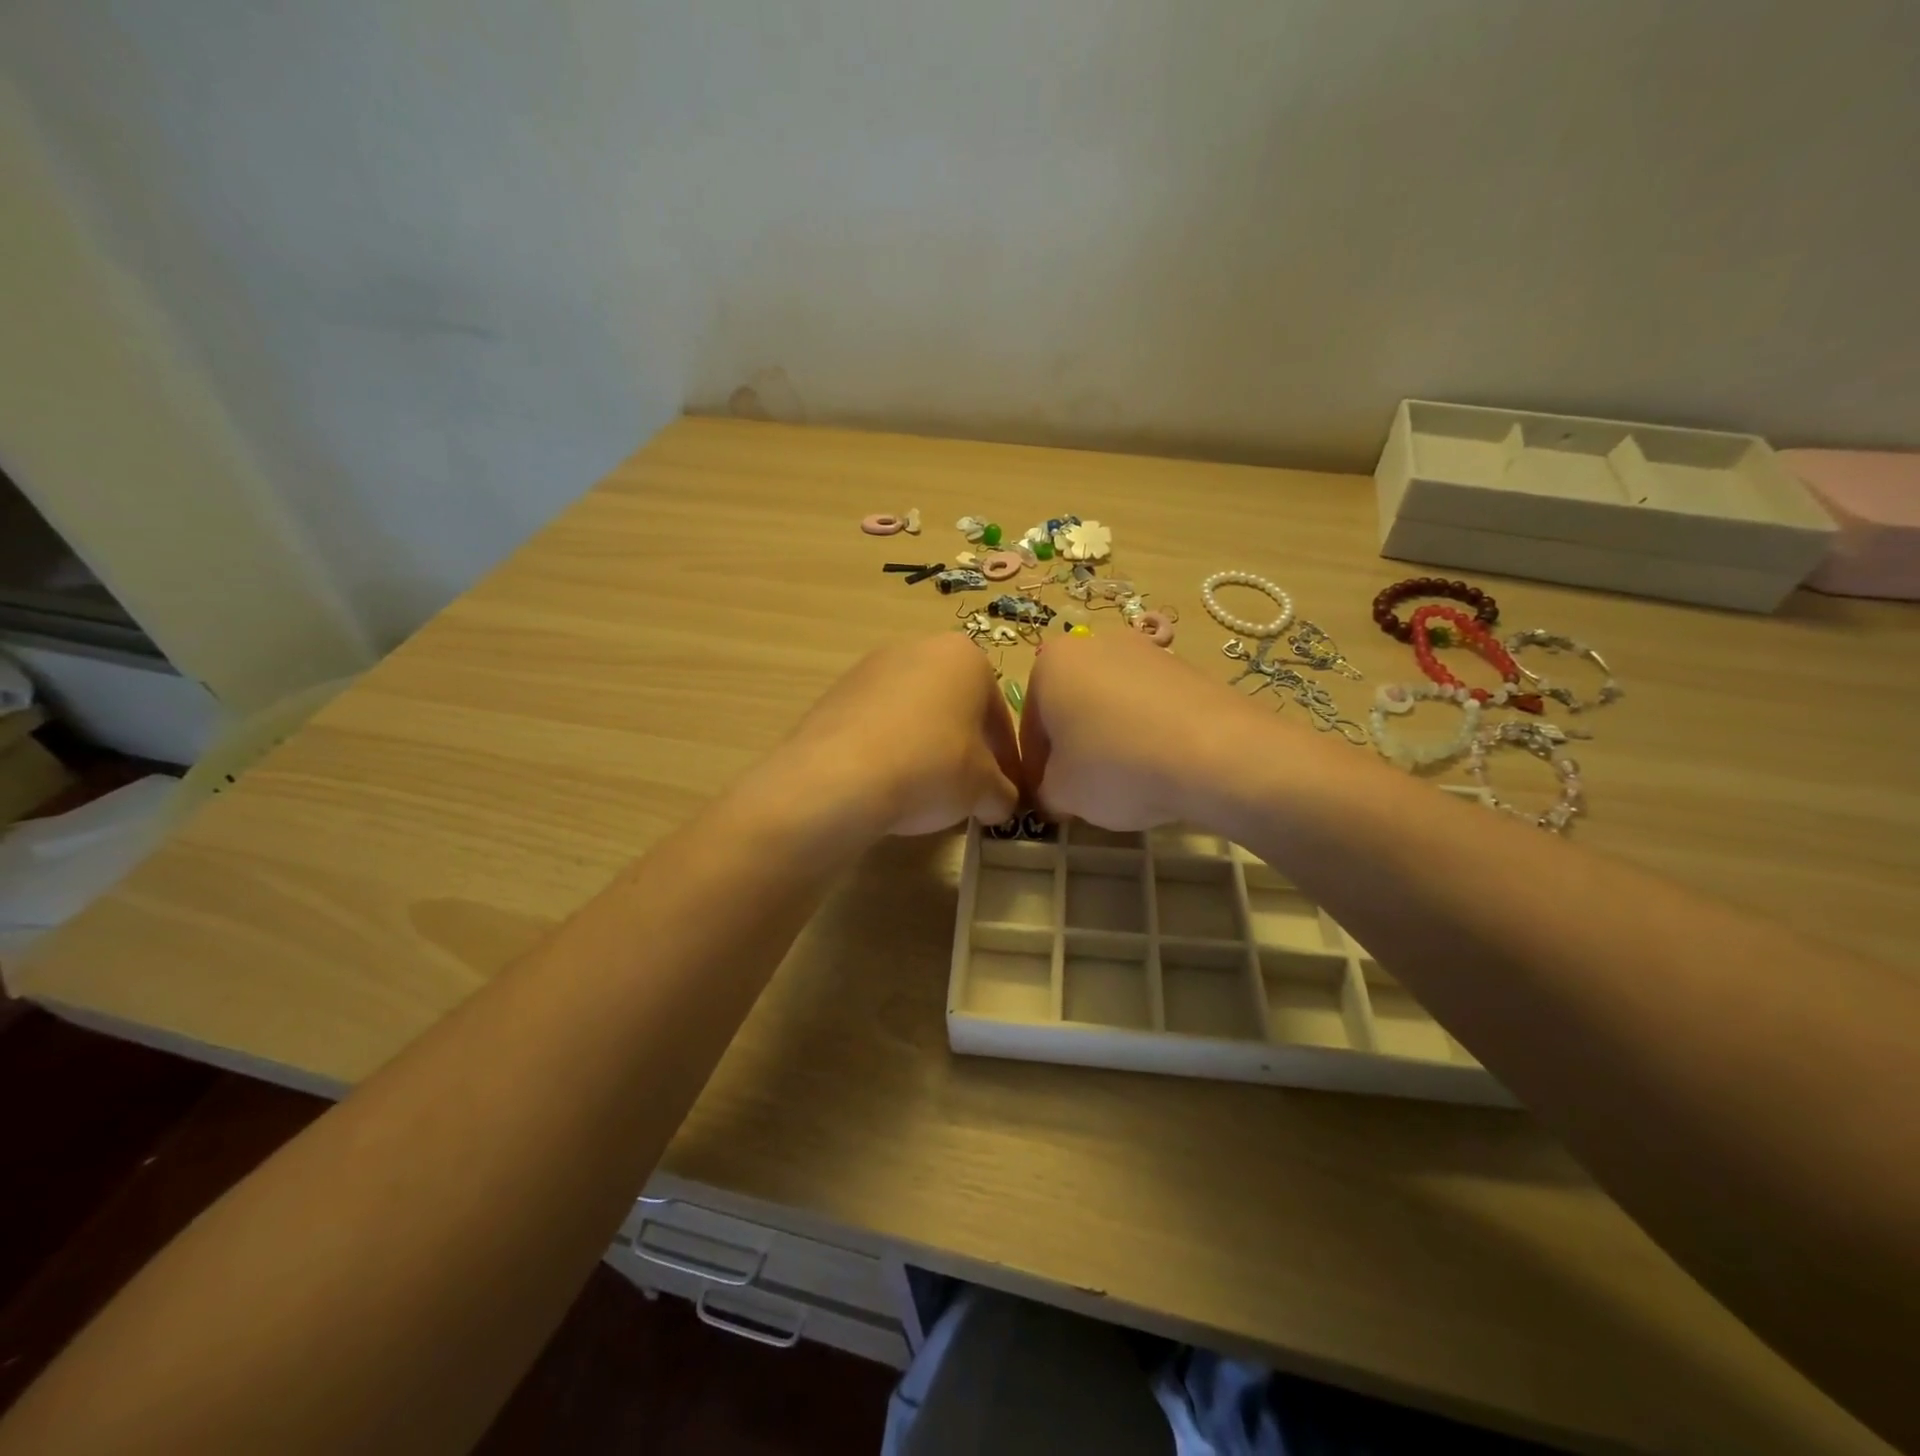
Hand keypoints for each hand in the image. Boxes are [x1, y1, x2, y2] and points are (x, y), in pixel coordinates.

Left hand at [760, 634, 1020, 838]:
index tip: (1003, 791)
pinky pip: (878, 723)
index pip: (998, 714)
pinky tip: (887, 782)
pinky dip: (889, 748)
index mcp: (964, 657)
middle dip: (964, 746)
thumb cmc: (931, 767)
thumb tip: (1000, 803)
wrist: (838, 777)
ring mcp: (871, 667)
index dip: (1005, 759)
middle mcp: (918, 647)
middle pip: (955, 706)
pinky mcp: (836, 692)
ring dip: (926, 745)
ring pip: (915, 712)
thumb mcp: (984, 789)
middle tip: (966, 790)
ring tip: (923, 790)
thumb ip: (1003, 793)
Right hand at [1021, 630, 1283, 829]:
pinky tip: (1160, 766)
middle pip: (1070, 708)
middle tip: (1085, 791)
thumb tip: (1055, 793)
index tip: (1051, 799)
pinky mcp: (1186, 667)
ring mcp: (1145, 650)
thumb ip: (1045, 791)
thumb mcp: (1062, 793)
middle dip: (1073, 747)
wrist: (1217, 752)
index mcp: (1051, 663)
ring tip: (1128, 781)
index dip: (1037, 770)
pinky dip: (1146, 733)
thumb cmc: (1116, 765)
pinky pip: (1149, 705)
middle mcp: (1094, 643)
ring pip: (1110, 704)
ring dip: (1110, 738)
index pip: (1030, 727)